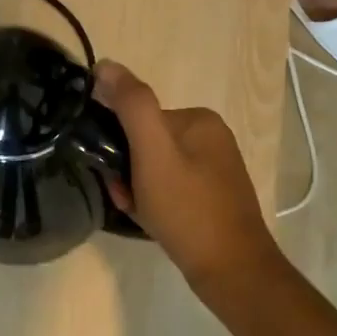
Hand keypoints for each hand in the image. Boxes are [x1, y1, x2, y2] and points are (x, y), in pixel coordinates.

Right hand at [94, 61, 285, 303]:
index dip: (119, 145)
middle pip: (146, 142)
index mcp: (199, 119)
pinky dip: (153, 201)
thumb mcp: (153, 152)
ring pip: (154, 167)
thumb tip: (105, 64)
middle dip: (127, 169)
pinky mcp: (213, 196)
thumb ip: (131, 105)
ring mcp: (214, 168)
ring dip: (136, 187)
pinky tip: (152, 220)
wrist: (231, 271)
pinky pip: (169, 187)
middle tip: (126, 197)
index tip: (115, 174)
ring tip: (139, 211)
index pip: (139, 118)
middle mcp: (210, 136)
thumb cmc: (188, 209)